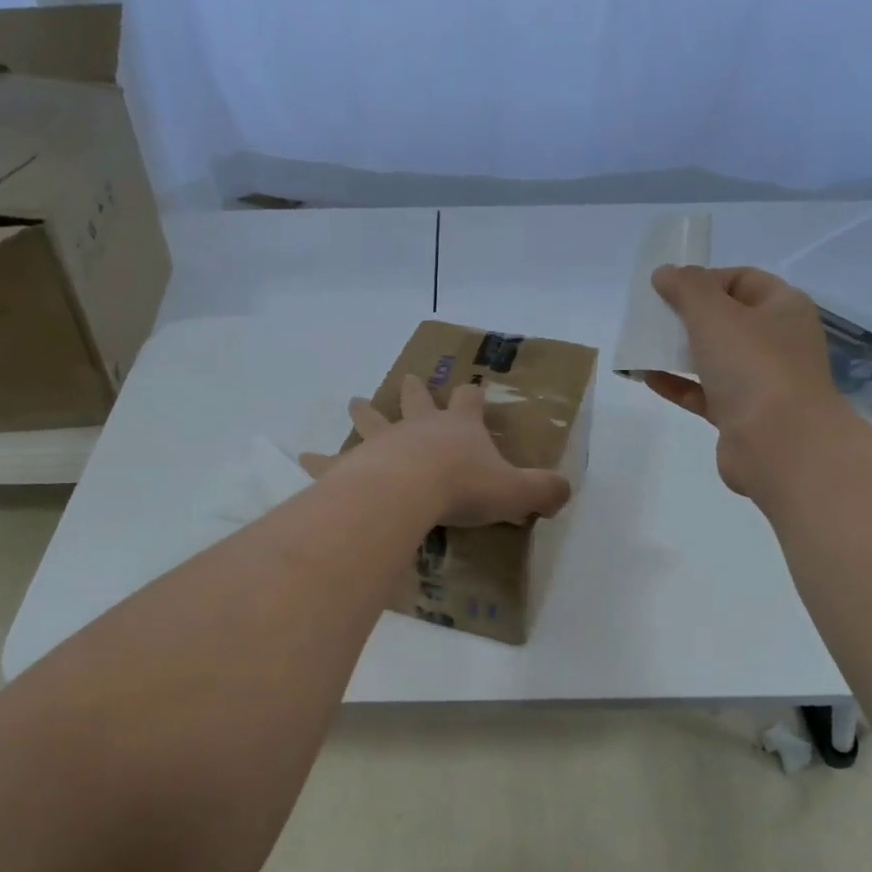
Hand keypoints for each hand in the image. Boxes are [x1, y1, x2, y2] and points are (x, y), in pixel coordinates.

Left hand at [299, 376, 572, 527]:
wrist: (410, 491)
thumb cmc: (464, 487)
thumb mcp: (516, 491)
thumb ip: (544, 490)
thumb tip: (566, 492)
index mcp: (459, 428)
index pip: (470, 402)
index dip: (473, 395)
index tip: (473, 388)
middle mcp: (420, 426)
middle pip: (417, 400)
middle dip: (415, 391)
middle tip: (409, 379)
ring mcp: (384, 442)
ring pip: (372, 420)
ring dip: (365, 411)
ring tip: (355, 402)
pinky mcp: (354, 464)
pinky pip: (333, 460)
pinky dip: (320, 459)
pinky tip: (304, 457)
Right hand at [641, 265, 838, 493]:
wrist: (780, 446)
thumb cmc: (753, 366)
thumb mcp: (714, 315)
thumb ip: (686, 289)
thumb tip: (666, 272)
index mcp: (783, 308)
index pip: (742, 280)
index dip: (705, 279)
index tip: (670, 290)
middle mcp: (777, 342)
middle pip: (727, 319)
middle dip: (688, 316)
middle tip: (653, 317)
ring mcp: (761, 382)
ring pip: (714, 358)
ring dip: (679, 351)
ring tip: (642, 346)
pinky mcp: (741, 416)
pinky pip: (704, 392)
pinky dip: (677, 384)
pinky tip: (646, 377)